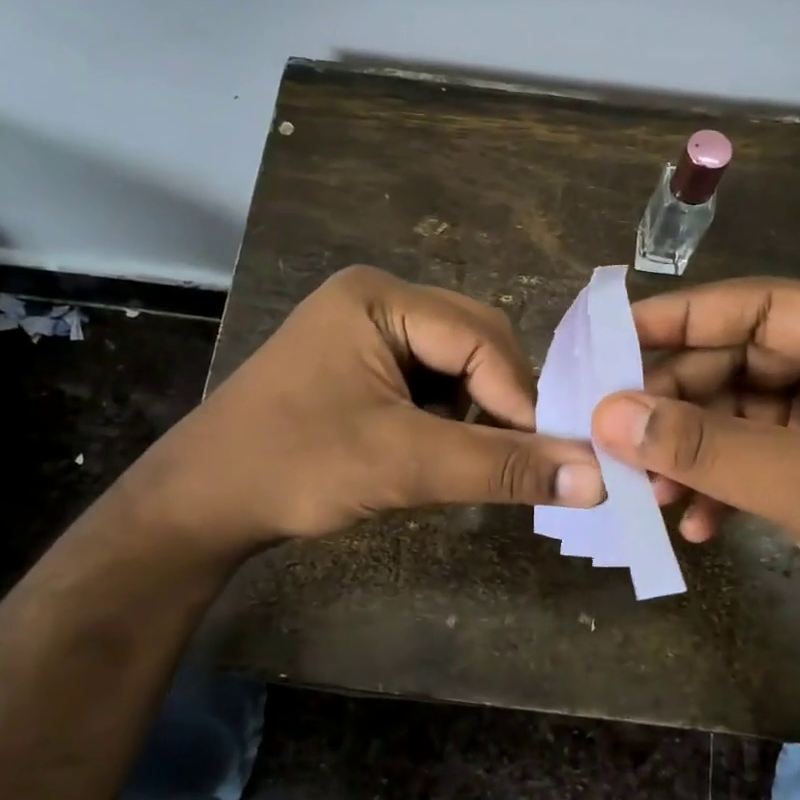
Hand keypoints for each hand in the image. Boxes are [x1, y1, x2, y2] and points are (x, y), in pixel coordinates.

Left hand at [123, 267, 604, 558]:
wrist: (201, 503)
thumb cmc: (294, 467)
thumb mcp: (404, 465)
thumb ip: (503, 467)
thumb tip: (599, 481)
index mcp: (381, 296)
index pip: (482, 337)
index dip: (521, 397)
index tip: (550, 456)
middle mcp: (378, 299)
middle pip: (475, 343)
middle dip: (500, 402)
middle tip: (518, 457)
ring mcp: (367, 331)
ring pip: (459, 365)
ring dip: (477, 412)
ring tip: (474, 459)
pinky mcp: (363, 365)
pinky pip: (432, 381)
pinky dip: (450, 418)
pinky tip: (439, 451)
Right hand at [589, 278, 799, 688]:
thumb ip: (708, 447)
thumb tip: (609, 414)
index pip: (761, 305)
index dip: (683, 316)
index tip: (612, 337)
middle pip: (741, 358)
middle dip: (680, 400)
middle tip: (620, 433)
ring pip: (738, 411)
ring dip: (692, 449)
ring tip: (652, 491)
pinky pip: (751, 456)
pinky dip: (718, 483)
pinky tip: (696, 523)